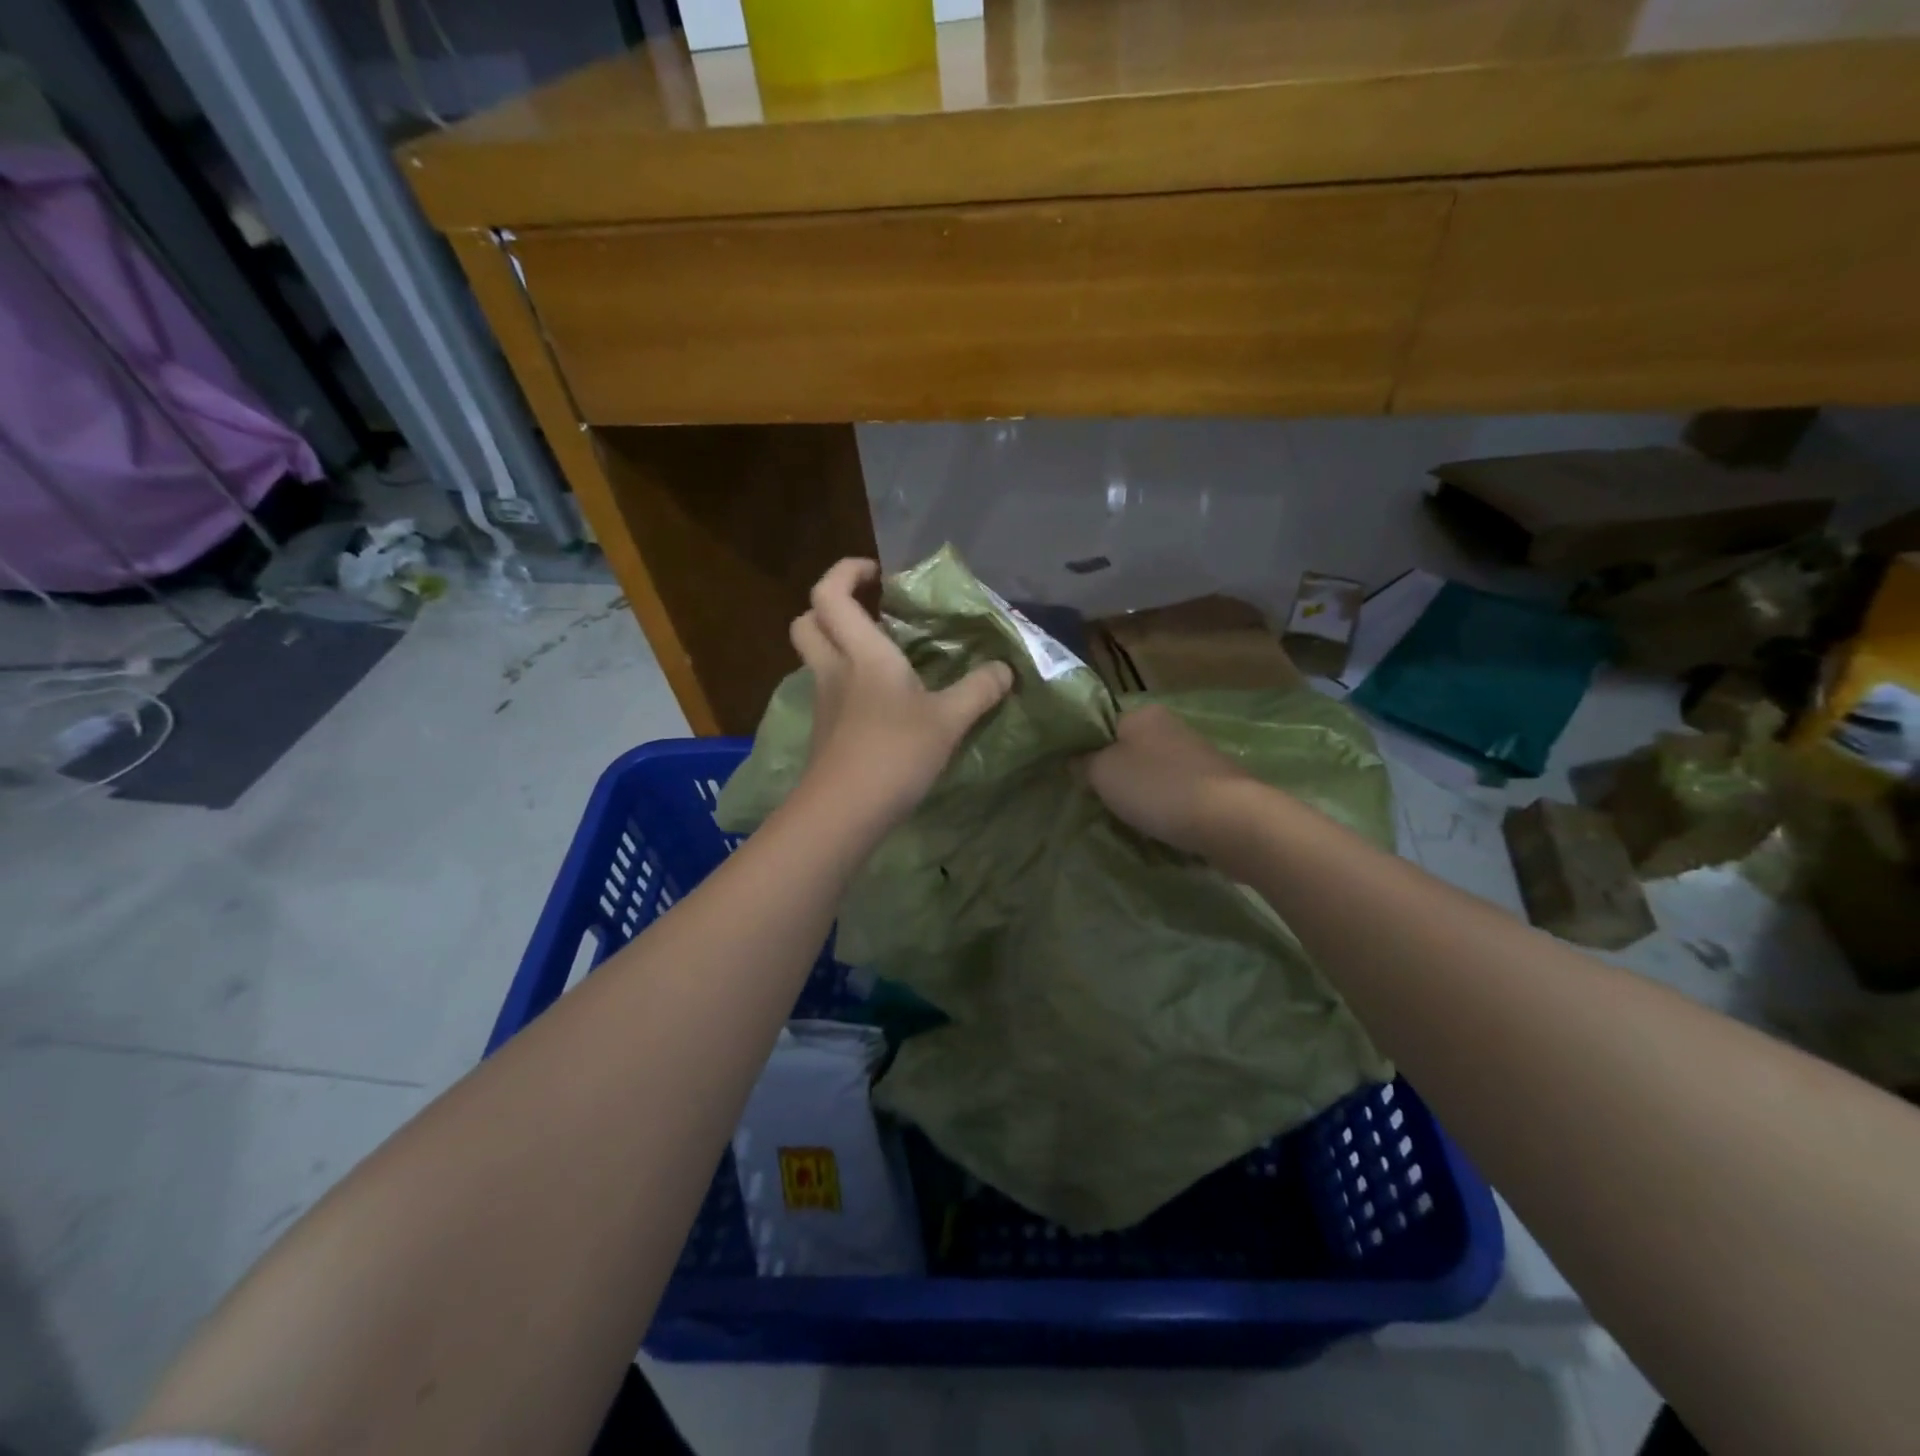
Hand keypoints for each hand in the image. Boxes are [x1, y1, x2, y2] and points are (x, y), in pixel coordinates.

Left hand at [790, 559, 1013, 825]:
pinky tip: (882, 701)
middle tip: (870, 609)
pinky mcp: (825, 731)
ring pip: (816, 656)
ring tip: (883, 654)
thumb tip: (1005, 669)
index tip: (878, 573)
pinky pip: (829, 689)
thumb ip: (979, 691)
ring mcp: (824, 702)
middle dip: (831, 605)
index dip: (846, 571)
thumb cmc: (895, 753)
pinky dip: (847, 680)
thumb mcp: (948, 720)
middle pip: (807, 620)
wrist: (844, 812)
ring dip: (838, 643)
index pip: (830, 593)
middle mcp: (835, 669)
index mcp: (862, 653)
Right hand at [1085, 704, 1255, 855]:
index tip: (1080, 780)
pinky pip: (1179, 795)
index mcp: (1142, 714)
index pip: (1104, 727)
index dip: (1088, 753)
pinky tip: (1162, 828)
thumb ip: (1083, 763)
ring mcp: (1198, 756)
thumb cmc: (1157, 788)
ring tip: (1131, 822)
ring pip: (1156, 775)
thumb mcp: (1103, 773)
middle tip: (1103, 804)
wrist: (1229, 820)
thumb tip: (1075, 760)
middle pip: (1131, 752)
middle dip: (1119, 777)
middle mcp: (1172, 727)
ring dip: (1144, 796)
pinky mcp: (1216, 785)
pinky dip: (1168, 810)